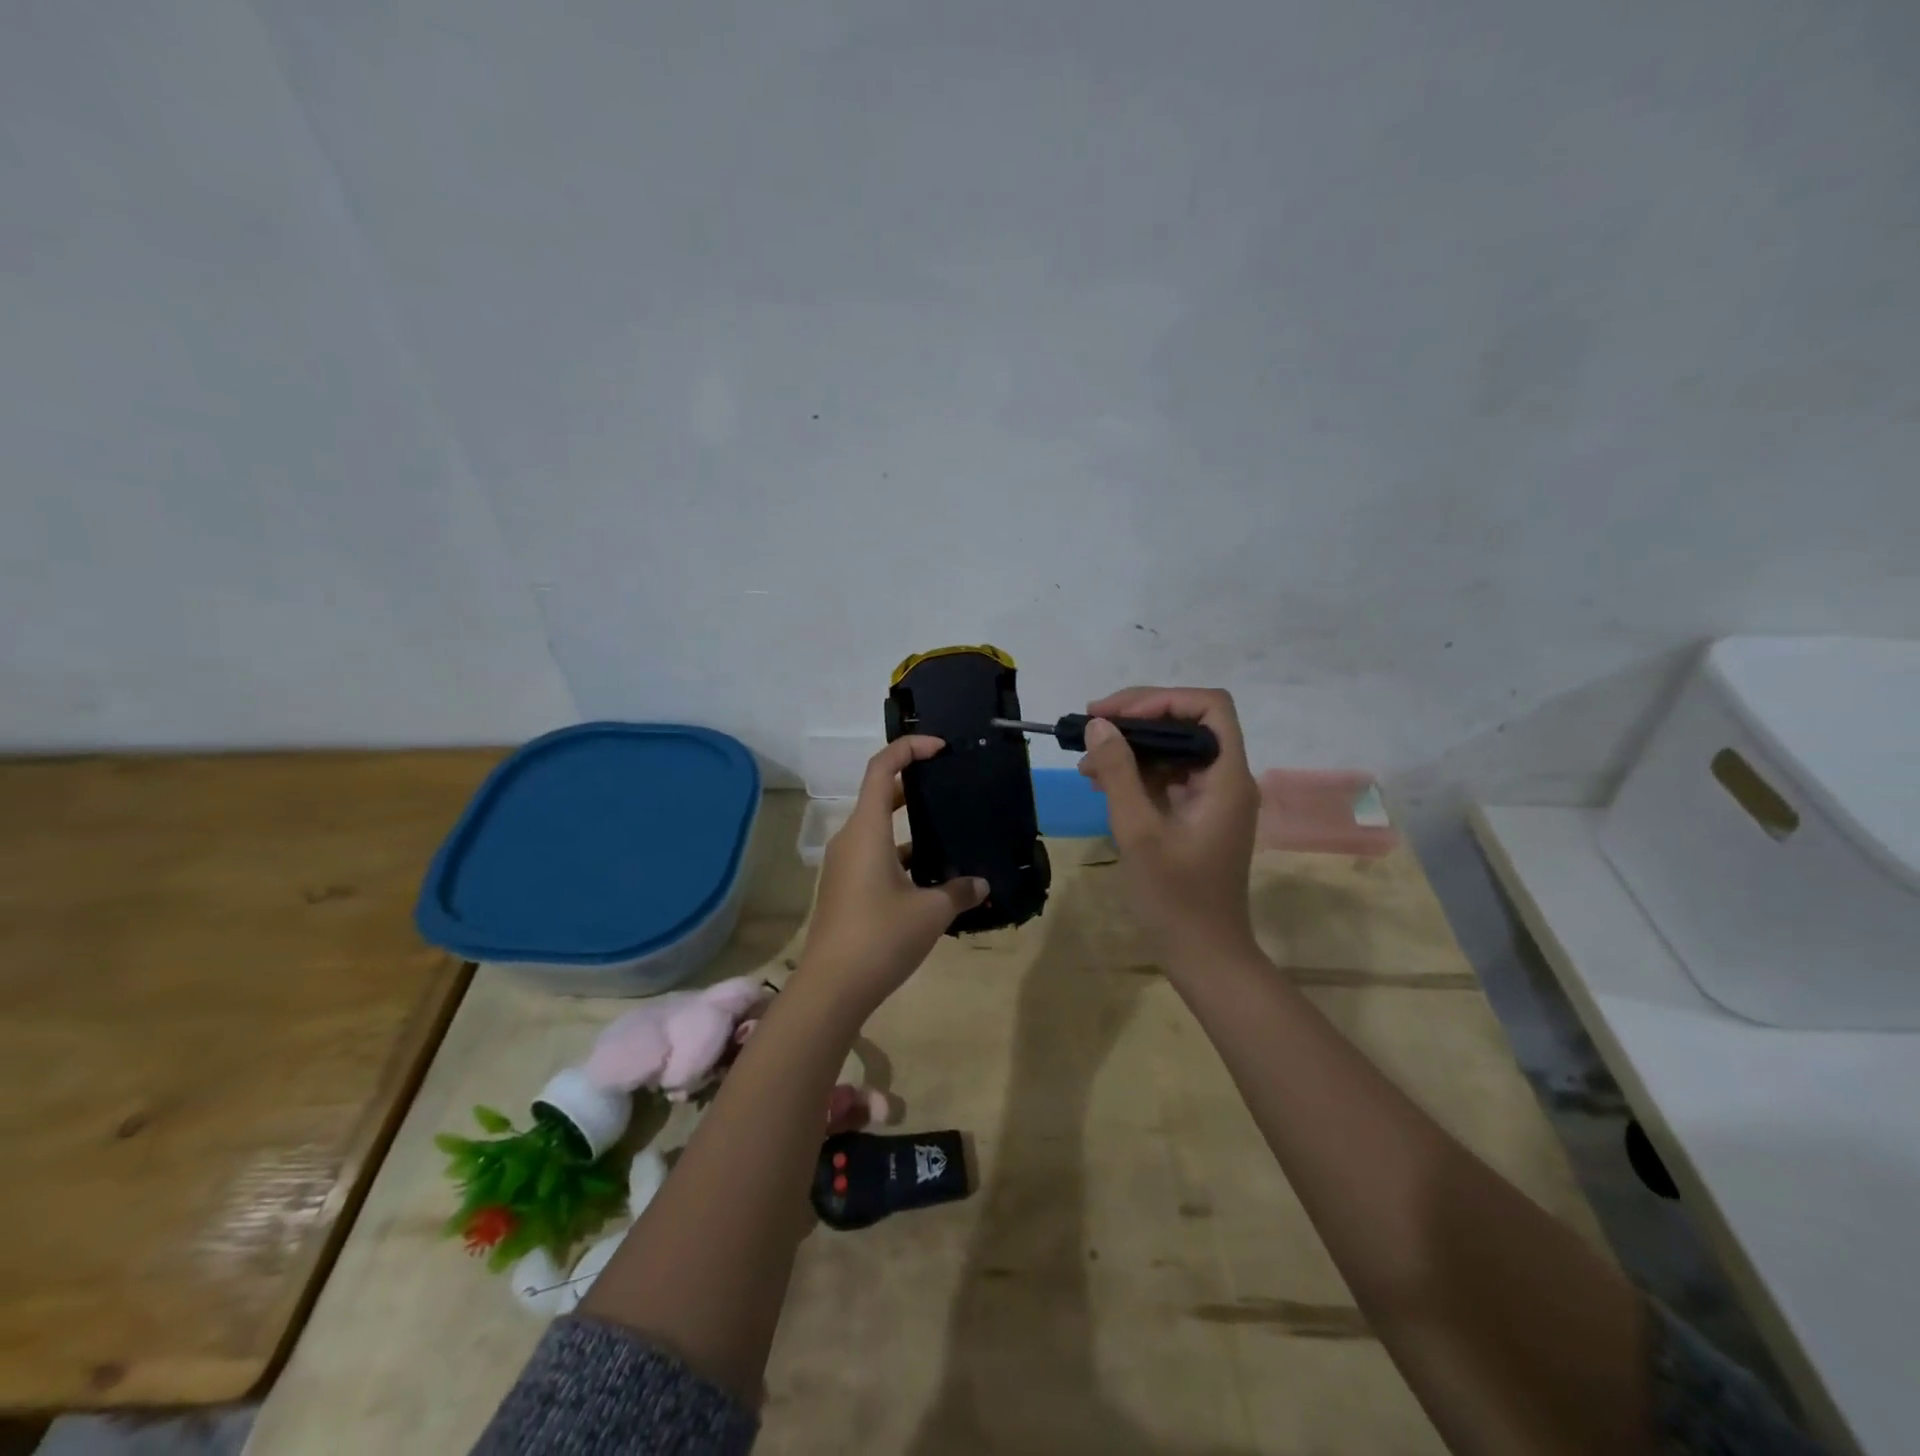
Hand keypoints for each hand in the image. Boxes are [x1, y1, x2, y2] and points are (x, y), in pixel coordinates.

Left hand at [796, 736, 987, 1014]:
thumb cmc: (880, 937)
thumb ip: (959, 892)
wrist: (831, 988)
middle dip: (912, 785)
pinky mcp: (845, 889)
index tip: (940, 748)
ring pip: (878, 830)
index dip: (909, 749)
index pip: (881, 768)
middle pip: (879, 795)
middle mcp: (850, 839)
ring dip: (909, 826)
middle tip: (947, 787)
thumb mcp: (930, 912)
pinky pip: (875, 856)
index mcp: (866, 830)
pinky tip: (931, 878)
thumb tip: (981, 884)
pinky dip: (900, 855)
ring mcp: (844, 865)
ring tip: (948, 833)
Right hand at [1076, 687, 1259, 963]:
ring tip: (1086, 762)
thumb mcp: (1139, 832)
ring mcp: (1213, 799)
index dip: (1161, 699)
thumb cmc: (1175, 898)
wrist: (1204, 956)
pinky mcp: (1198, 817)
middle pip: (1188, 724)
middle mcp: (1226, 780)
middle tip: (1090, 727)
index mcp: (1226, 778)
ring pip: (1174, 751)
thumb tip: (1100, 725)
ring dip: (1131, 748)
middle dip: (1137, 720)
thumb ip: (1119, 773)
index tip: (1113, 714)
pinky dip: (1137, 774)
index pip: (1208, 707)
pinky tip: (1102, 783)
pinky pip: (1169, 779)